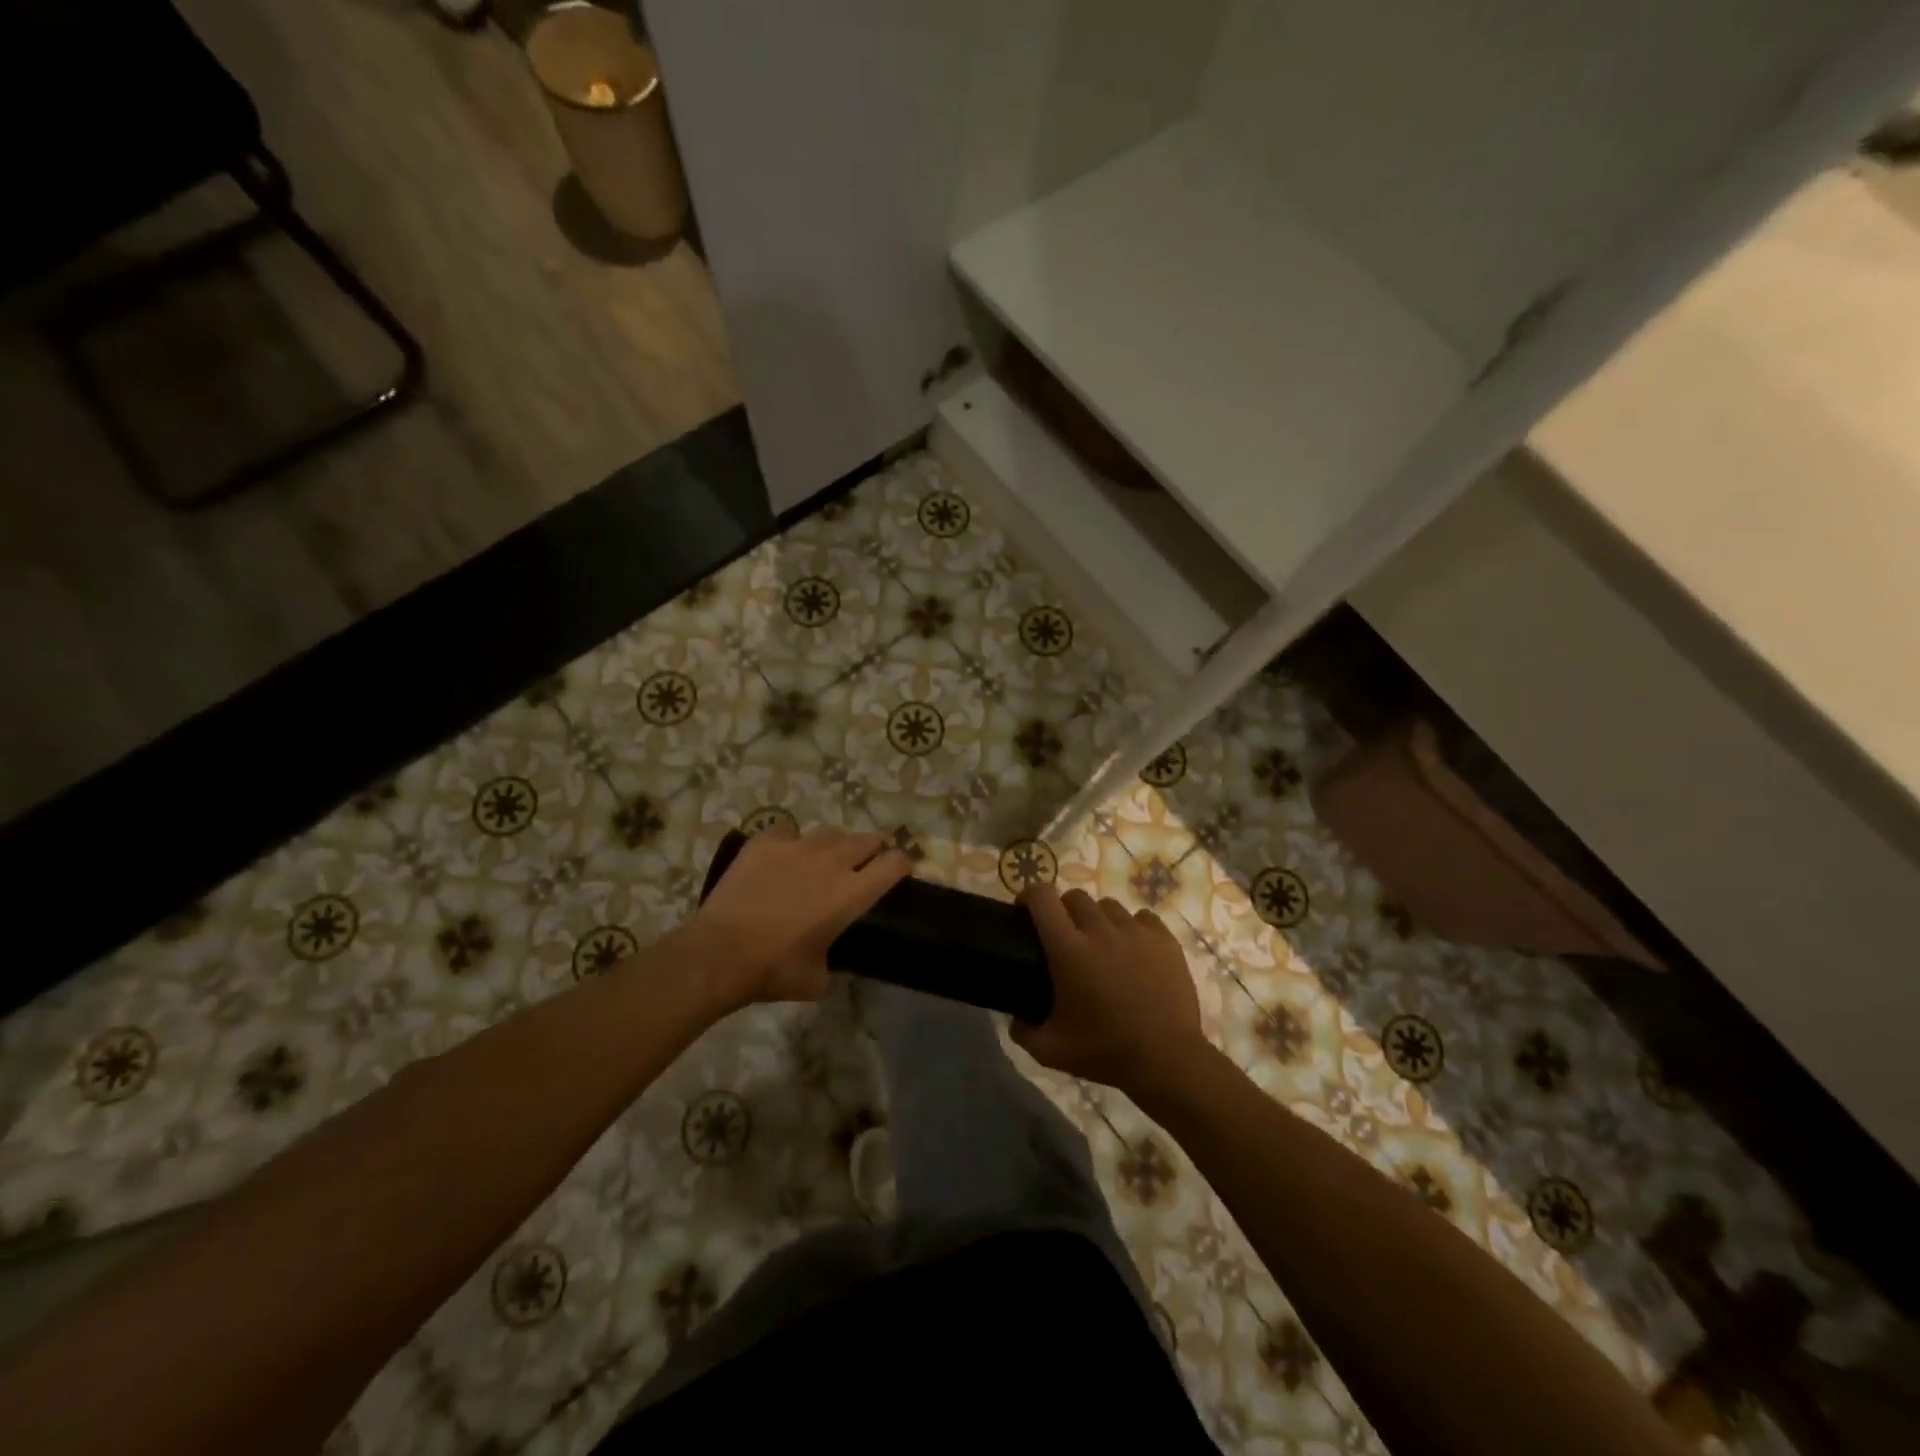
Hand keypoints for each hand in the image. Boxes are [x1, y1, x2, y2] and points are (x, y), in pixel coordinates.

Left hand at [685, 825, 910, 1010]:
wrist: (719, 953)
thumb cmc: (773, 970)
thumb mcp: (818, 980)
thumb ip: (835, 963)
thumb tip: (834, 962)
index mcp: (852, 893)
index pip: (894, 863)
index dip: (902, 865)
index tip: (899, 872)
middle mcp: (831, 861)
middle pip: (866, 839)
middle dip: (871, 850)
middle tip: (861, 867)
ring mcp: (796, 846)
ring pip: (830, 832)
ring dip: (834, 846)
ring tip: (821, 861)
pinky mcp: (765, 842)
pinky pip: (787, 833)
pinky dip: (790, 844)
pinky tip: (780, 861)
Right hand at [1012, 887, 1207, 1094]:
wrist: (1167, 1060)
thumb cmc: (1105, 1052)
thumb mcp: (1050, 1051)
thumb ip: (1023, 1031)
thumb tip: (1014, 1019)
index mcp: (1068, 949)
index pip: (1042, 898)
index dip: (1029, 896)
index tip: (1024, 910)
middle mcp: (1100, 930)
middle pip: (1075, 896)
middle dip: (1064, 909)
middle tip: (1065, 936)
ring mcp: (1136, 932)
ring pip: (1109, 906)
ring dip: (1098, 919)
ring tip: (1102, 944)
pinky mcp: (1165, 940)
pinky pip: (1143, 917)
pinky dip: (1133, 927)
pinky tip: (1134, 950)